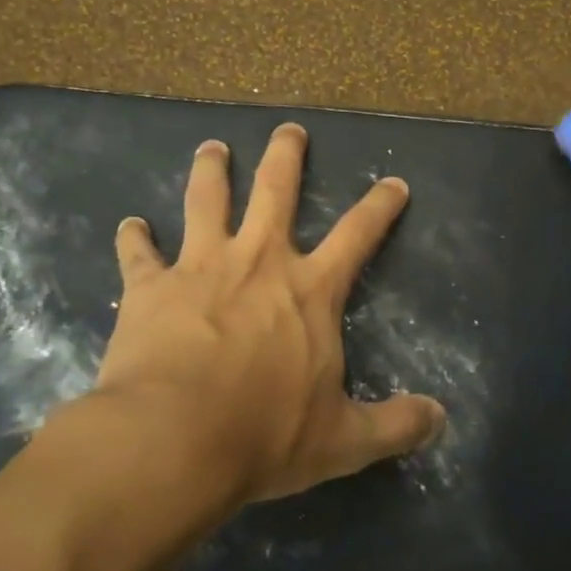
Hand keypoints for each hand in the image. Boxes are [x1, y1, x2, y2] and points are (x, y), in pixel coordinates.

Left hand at [92, 122, 444, 503]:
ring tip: (212, 148)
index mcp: (310, 290)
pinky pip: (138, 252)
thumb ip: (395, 425)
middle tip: (288, 129)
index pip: (358, 234)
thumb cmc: (264, 436)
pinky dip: (133, 237)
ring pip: (206, 200)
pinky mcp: (149, 287)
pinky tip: (130, 225)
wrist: (173, 441)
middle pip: (276, 190)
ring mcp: (200, 267)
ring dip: (211, 170)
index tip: (393, 182)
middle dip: (285, 155)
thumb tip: (441, 420)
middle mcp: (258, 261)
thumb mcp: (343, 441)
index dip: (380, 206)